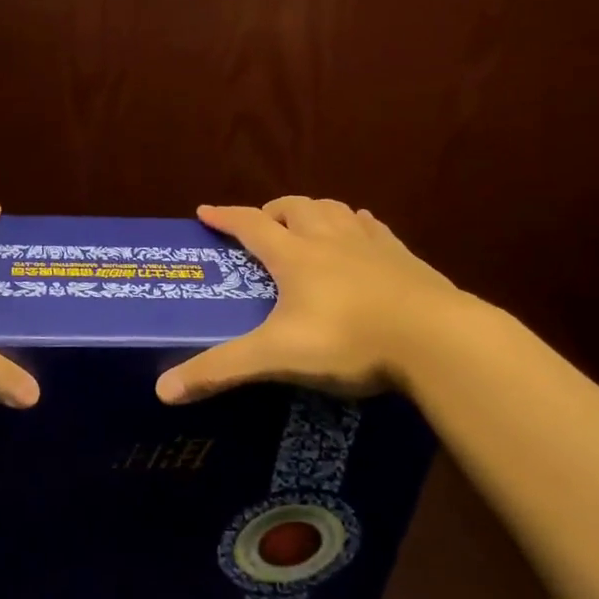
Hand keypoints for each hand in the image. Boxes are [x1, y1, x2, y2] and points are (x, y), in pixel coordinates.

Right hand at [155, 197, 471, 403]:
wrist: (436, 338)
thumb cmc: (349, 340)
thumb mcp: (277, 356)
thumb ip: (220, 370)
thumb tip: (161, 391)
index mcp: (295, 255)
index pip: (251, 225)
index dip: (225, 216)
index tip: (205, 211)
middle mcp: (329, 239)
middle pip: (295, 207)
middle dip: (272, 210)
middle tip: (261, 226)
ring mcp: (370, 244)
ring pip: (334, 209)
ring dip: (313, 210)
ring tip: (306, 224)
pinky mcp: (403, 257)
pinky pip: (371, 227)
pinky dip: (355, 224)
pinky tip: (360, 235)